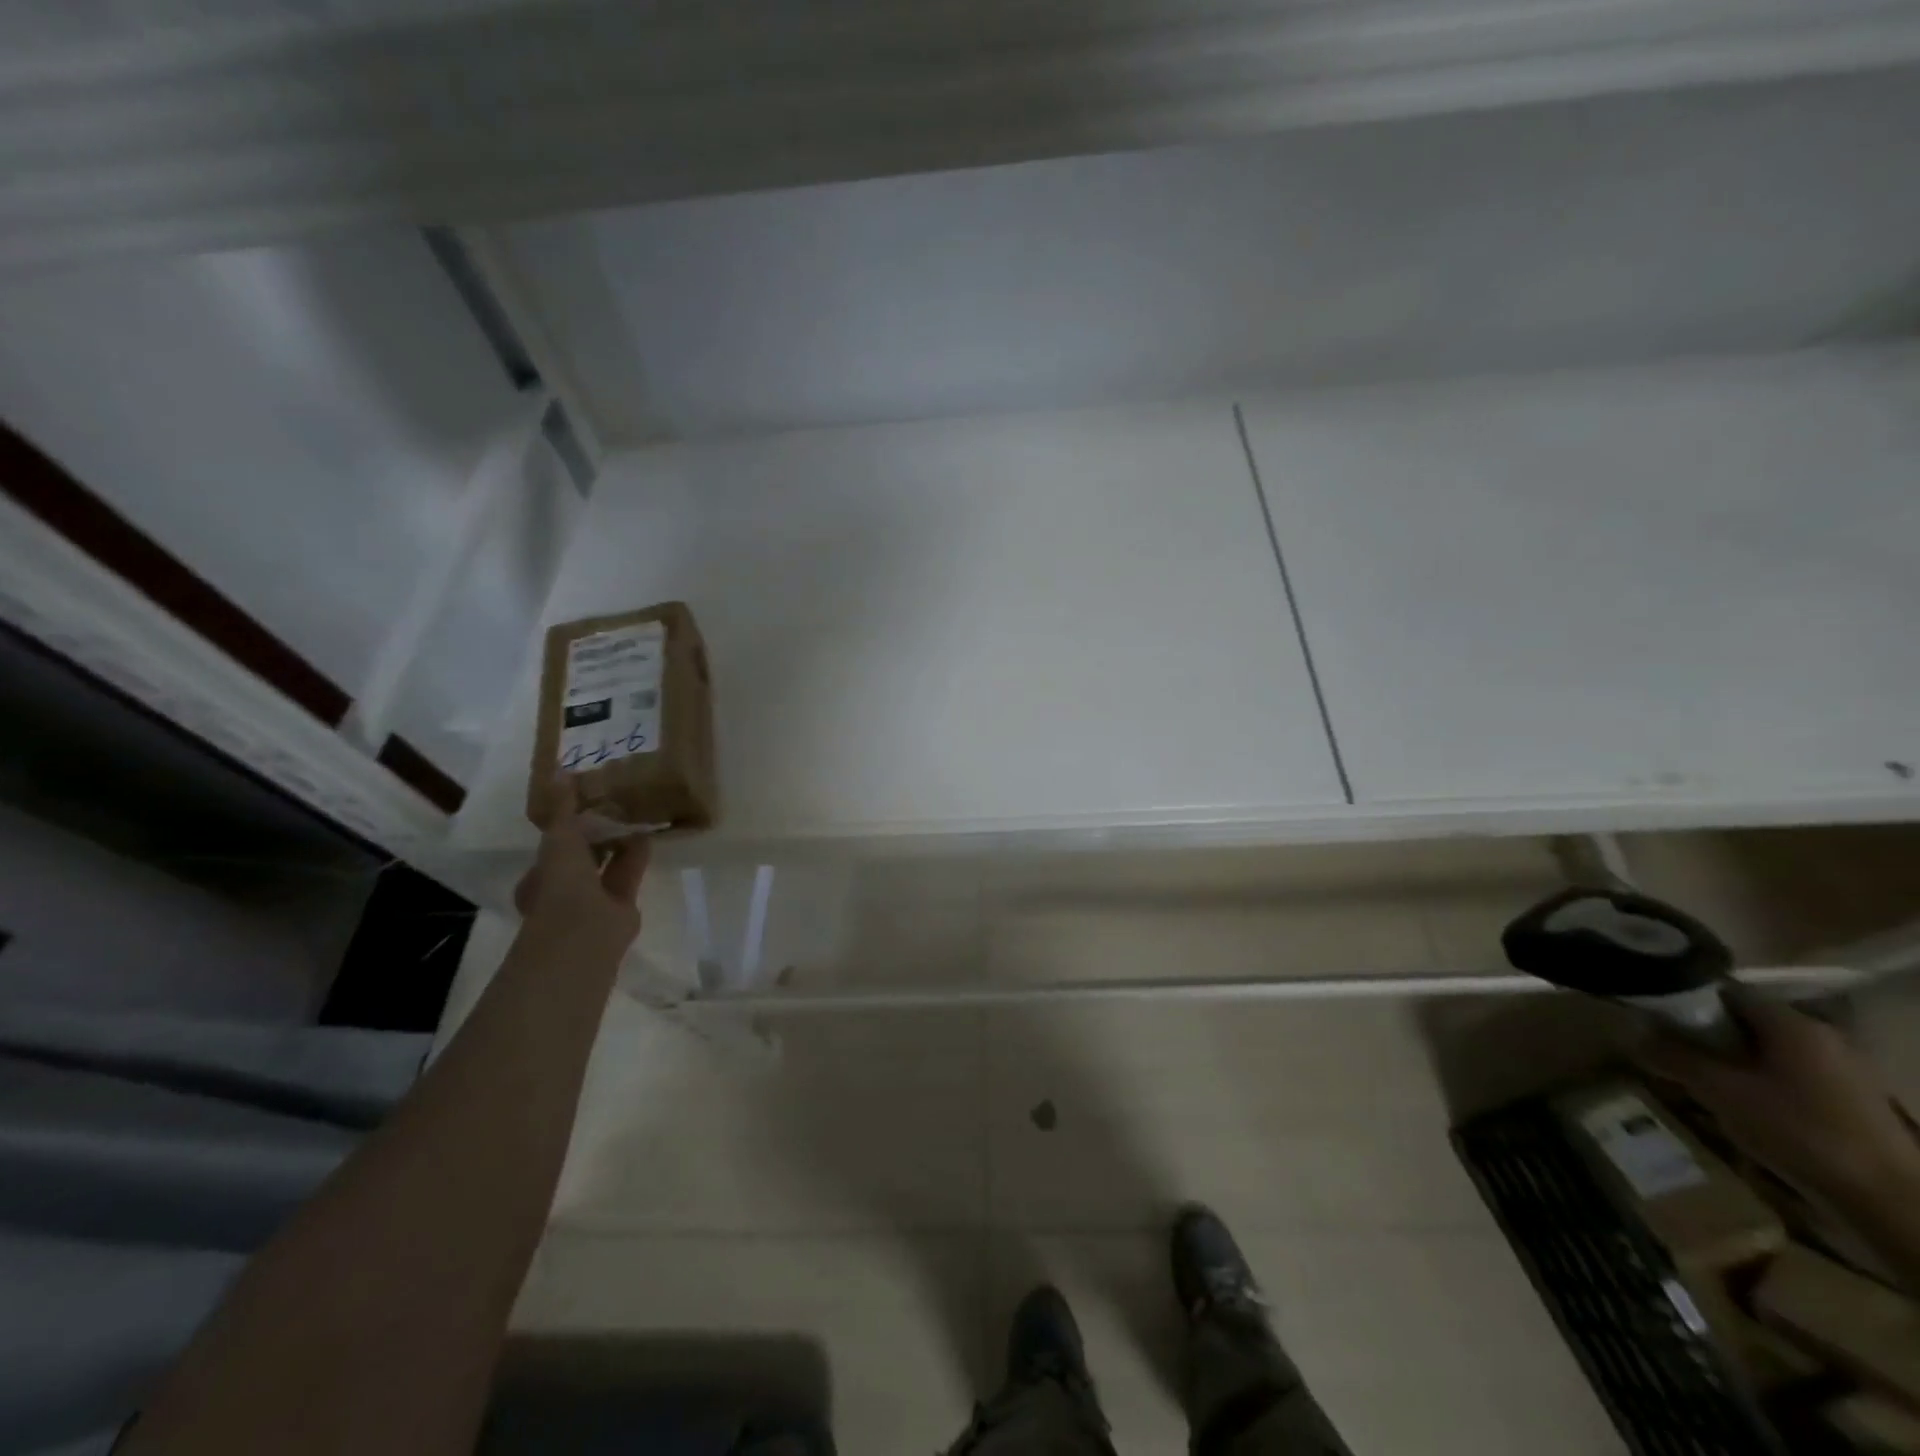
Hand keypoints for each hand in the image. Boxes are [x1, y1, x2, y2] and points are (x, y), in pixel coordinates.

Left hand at [512, 778, 648, 956]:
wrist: (585, 935)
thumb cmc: (561, 886)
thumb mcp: (559, 840)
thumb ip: (563, 809)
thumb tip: (559, 772)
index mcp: (542, 872)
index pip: (555, 840)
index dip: (569, 819)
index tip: (588, 796)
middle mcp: (565, 885)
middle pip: (583, 852)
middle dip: (597, 831)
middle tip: (616, 803)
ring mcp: (594, 898)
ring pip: (607, 863)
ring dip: (619, 842)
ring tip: (636, 814)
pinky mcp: (622, 905)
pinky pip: (628, 874)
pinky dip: (636, 856)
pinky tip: (648, 836)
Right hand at [1642, 991, 1919, 1205]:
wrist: (1891, 1202)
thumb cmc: (1799, 1132)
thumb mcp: (1719, 1091)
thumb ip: (1673, 1056)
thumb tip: (1632, 1032)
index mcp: (1793, 1023)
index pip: (1725, 991)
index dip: (1685, 1000)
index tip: (1655, 1019)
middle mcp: (1822, 1036)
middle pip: (1746, 1022)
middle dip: (1707, 1036)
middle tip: (1673, 1054)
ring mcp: (1844, 1069)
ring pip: (1768, 1051)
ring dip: (1732, 1062)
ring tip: (1702, 1085)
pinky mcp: (1853, 1100)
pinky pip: (1791, 1076)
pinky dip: (1761, 1082)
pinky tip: (1745, 1109)